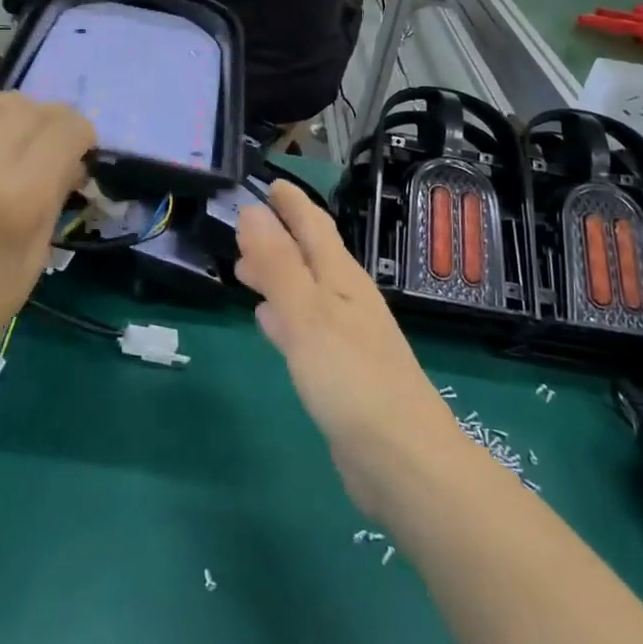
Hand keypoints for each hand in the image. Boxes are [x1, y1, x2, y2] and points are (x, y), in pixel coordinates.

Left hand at [0, 86, 93, 413]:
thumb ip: (56, 196)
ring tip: (3, 140)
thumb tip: (70, 157)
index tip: (78, 152)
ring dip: (7, 114)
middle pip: (28, 109)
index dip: (81, 135)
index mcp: (17, 200)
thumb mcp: (34, 259)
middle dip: (48, 124)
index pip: (66, 129)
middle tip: (43, 150)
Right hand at [236, 181, 461, 518]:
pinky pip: (304, 329)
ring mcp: (345, 338)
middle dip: (278, 239)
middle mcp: (346, 302)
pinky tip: (268, 325)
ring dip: (276, 277)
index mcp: (342, 280)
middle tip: (241, 229)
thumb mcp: (307, 314)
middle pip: (309, 258)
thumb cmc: (351, 379)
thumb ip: (278, 264)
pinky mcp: (339, 374)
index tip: (269, 182)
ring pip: (304, 293)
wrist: (401, 461)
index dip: (291, 204)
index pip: (314, 227)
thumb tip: (252, 210)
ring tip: (244, 271)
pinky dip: (282, 317)